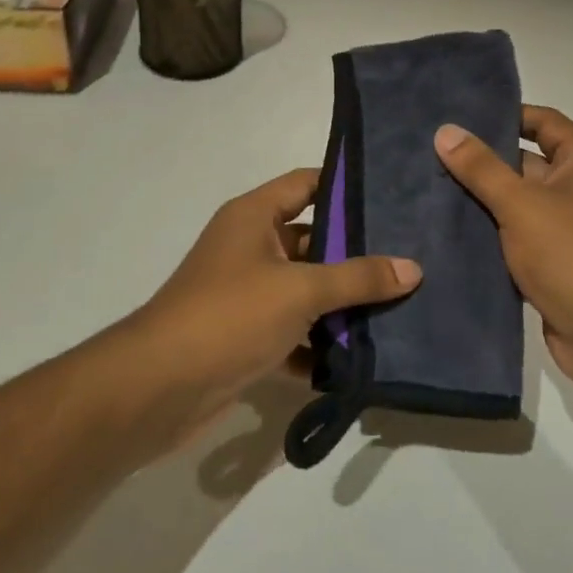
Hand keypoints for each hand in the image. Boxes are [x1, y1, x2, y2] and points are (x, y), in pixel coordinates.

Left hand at [127, 167, 421, 443]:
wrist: (159, 388)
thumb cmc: (230, 316)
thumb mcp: (301, 290)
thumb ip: (358, 278)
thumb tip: (413, 268)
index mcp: (253, 218)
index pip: (306, 184)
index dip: (346, 186)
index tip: (394, 197)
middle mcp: (249, 248)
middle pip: (313, 241)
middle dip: (356, 256)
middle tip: (410, 261)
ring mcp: (246, 295)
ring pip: (305, 291)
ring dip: (341, 306)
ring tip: (400, 309)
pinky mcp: (246, 337)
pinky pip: (293, 333)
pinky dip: (318, 347)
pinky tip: (360, 360)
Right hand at [435, 106, 572, 402]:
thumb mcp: (522, 204)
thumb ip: (481, 168)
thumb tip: (446, 130)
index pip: (542, 122)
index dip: (504, 115)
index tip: (457, 116)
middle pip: (525, 163)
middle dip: (482, 161)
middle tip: (428, 153)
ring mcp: (565, 229)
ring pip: (515, 204)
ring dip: (479, 200)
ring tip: (426, 188)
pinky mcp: (552, 264)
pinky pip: (514, 238)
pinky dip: (487, 234)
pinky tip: (445, 231)